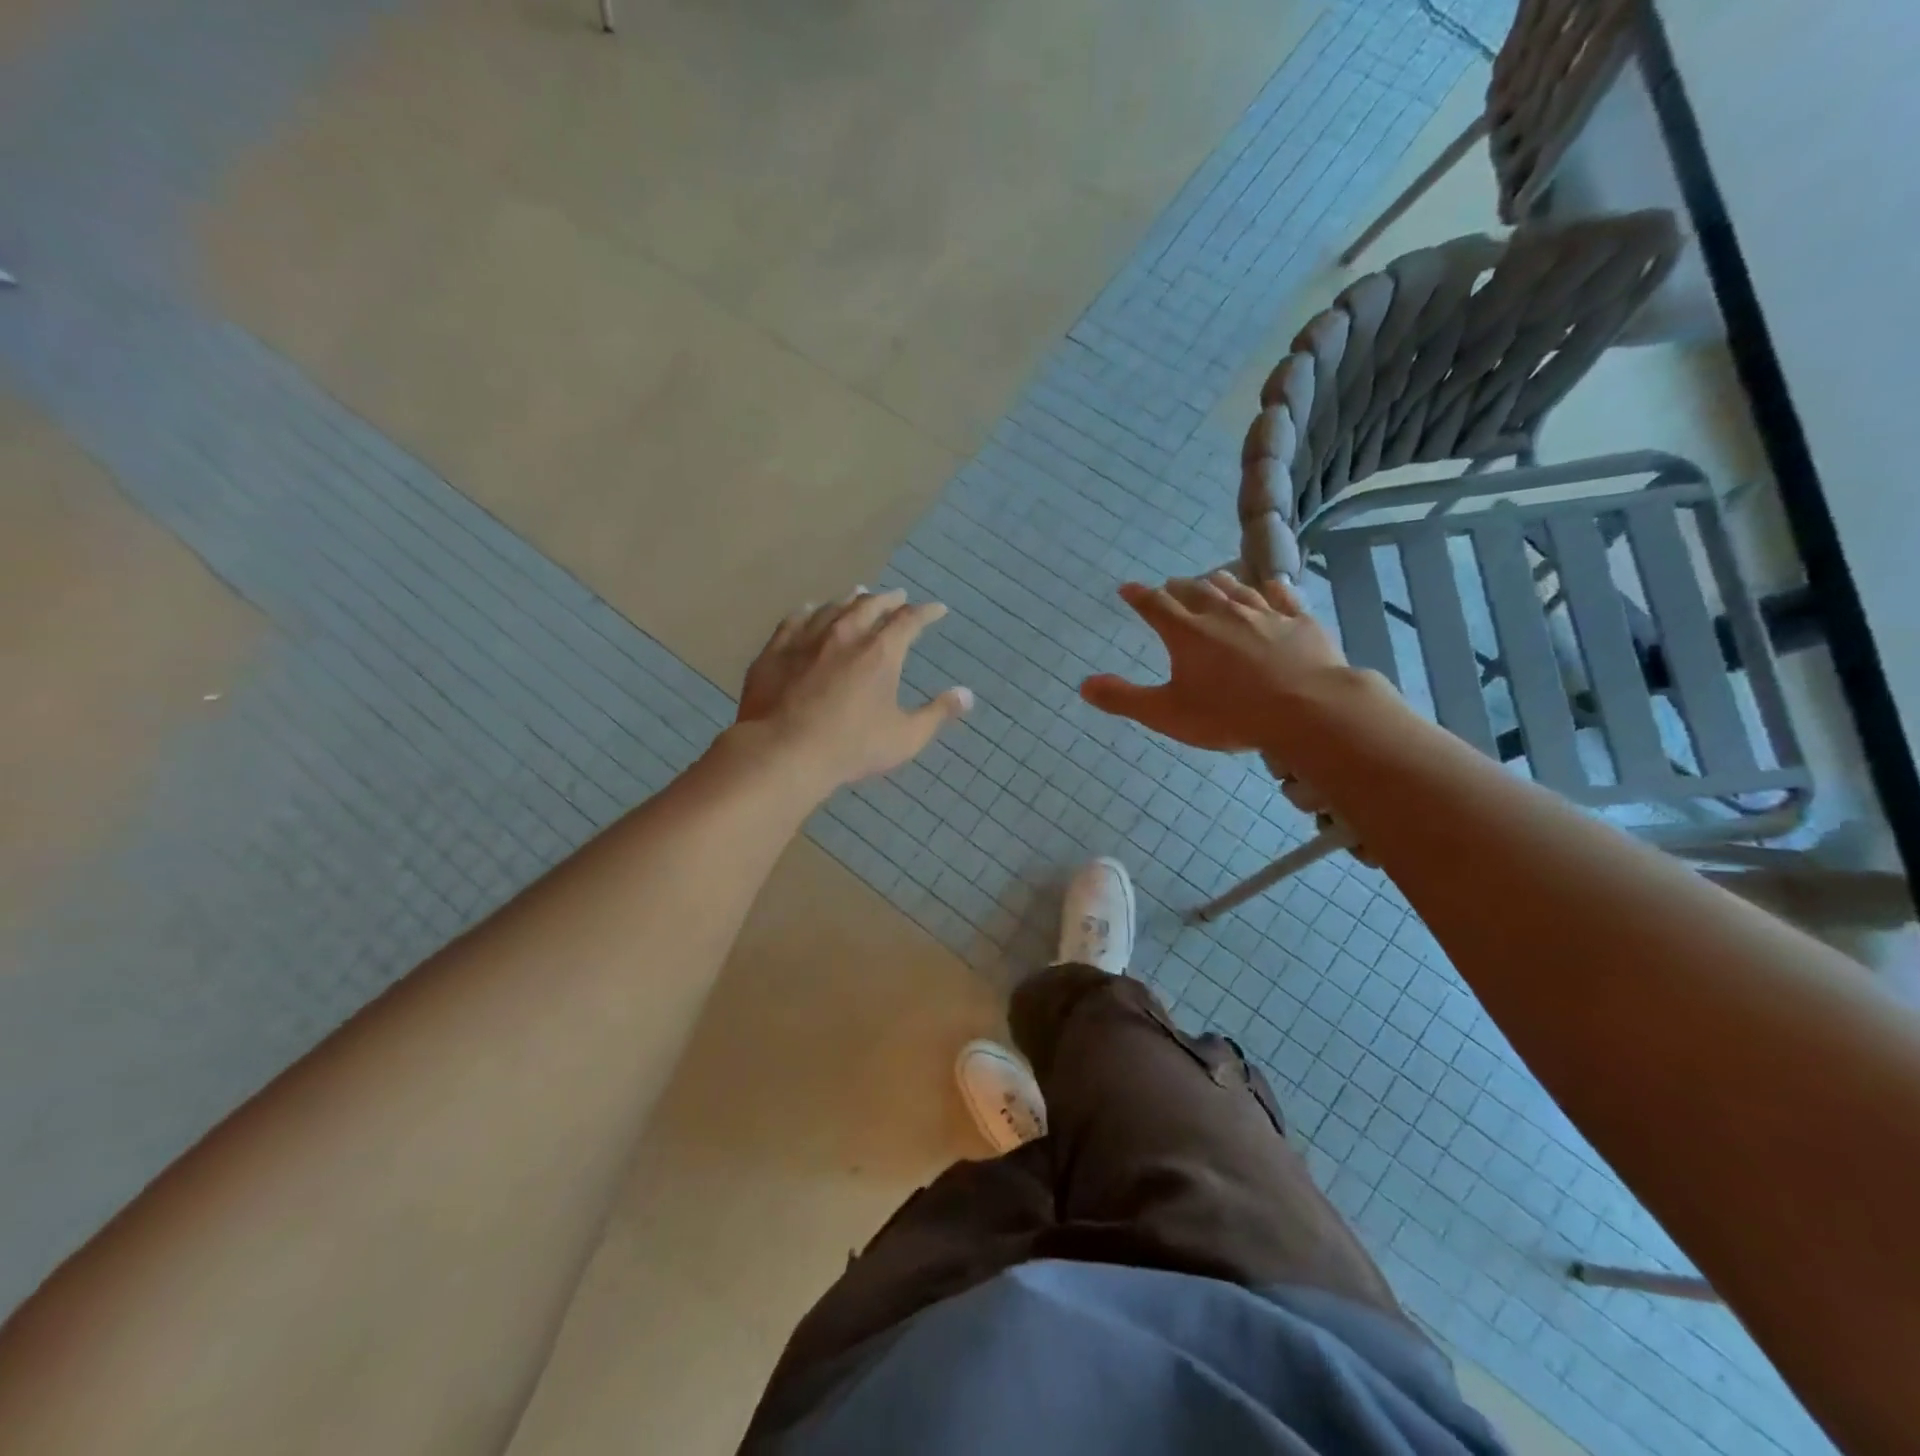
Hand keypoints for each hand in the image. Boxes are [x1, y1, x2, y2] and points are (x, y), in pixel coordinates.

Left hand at [735, 588, 972, 792]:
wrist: (784, 751)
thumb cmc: (852, 747)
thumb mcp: (905, 737)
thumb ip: (938, 713)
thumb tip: (967, 694)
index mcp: (881, 652)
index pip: (909, 620)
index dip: (926, 612)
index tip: (937, 609)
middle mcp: (846, 634)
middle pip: (870, 605)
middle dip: (888, 599)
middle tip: (898, 596)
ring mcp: (807, 639)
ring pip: (833, 607)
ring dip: (850, 599)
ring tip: (858, 594)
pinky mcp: (776, 649)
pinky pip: (795, 619)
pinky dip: (809, 611)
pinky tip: (810, 609)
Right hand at [1080, 572, 1352, 754]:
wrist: (1308, 710)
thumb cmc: (1230, 714)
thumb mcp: (1167, 714)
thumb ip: (1124, 698)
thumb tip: (1084, 685)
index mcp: (1186, 633)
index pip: (1155, 605)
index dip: (1139, 596)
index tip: (1127, 588)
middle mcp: (1222, 613)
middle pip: (1195, 590)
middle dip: (1178, 588)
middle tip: (1170, 586)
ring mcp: (1264, 613)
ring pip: (1236, 588)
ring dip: (1219, 583)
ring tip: (1212, 579)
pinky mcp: (1299, 621)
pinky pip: (1282, 596)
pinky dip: (1271, 589)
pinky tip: (1271, 586)